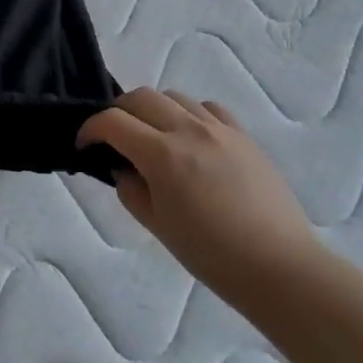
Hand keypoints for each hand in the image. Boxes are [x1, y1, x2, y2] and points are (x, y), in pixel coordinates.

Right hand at [78, 88, 318, 283]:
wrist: (278, 266)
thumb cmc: (210, 254)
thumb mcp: (157, 225)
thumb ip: (131, 190)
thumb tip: (124, 168)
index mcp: (162, 155)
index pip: (112, 122)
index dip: (90, 129)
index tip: (84, 146)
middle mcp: (189, 130)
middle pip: (141, 97)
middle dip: (118, 112)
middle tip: (113, 138)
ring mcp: (221, 129)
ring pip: (175, 97)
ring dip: (154, 110)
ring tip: (153, 137)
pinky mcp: (244, 136)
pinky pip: (209, 108)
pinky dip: (190, 114)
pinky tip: (191, 138)